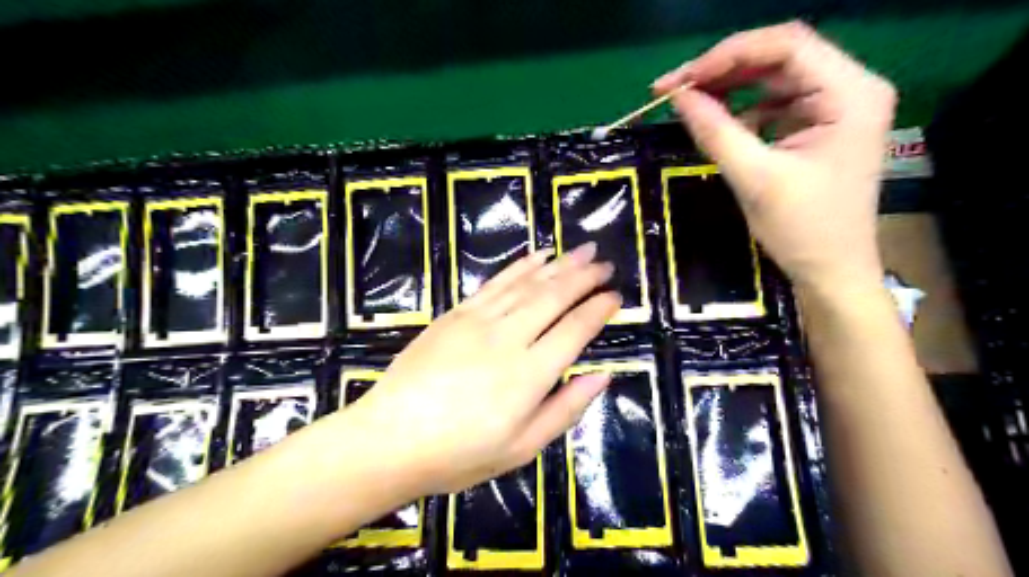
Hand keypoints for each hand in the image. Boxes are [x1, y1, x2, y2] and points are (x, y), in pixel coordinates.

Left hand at [340, 244, 622, 496]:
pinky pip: (495, 283)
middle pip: (554, 297)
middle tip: (604, 264)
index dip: (599, 310)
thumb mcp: (522, 448)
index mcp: (529, 374)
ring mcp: (478, 321)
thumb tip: (602, 376)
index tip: (615, 296)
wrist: (390, 439)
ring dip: (558, 264)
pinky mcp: (455, 314)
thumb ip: (566, 409)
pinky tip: (537, 257)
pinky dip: (520, 267)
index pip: (575, 330)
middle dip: (584, 277)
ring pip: (527, 284)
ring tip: (582, 251)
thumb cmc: (459, 454)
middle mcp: (508, 338)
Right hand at [655, 20, 898, 292]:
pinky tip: (719, 124)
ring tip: (689, 102)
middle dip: (723, 69)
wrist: (831, 272)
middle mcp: (850, 88)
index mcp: (851, 93)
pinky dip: (742, 110)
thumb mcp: (754, 178)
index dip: (727, 55)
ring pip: (774, 79)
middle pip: (780, 57)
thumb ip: (715, 131)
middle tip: (674, 88)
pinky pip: (774, 104)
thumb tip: (679, 96)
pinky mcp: (819, 126)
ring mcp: (836, 106)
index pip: (787, 45)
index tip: (681, 79)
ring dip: (730, 87)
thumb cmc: (802, 229)